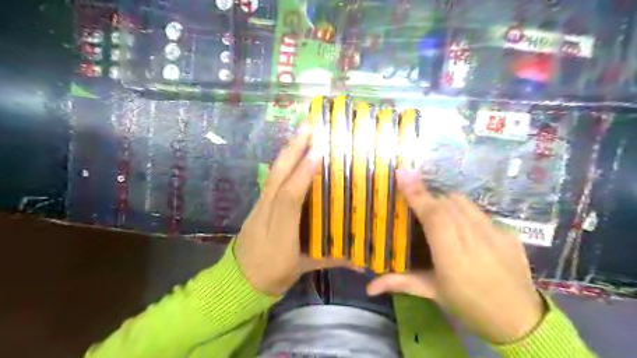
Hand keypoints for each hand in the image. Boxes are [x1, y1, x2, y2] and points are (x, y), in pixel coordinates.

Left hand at [233, 122, 355, 293]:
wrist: (239, 279)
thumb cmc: (273, 274)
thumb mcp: (302, 268)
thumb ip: (330, 259)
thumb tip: (360, 261)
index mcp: (280, 231)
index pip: (289, 198)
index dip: (302, 176)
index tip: (317, 152)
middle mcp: (267, 212)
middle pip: (278, 177)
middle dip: (292, 149)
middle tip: (309, 126)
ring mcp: (260, 205)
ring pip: (273, 173)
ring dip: (287, 150)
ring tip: (302, 131)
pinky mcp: (259, 203)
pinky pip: (271, 178)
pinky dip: (282, 161)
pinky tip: (292, 150)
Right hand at [372, 169, 544, 342]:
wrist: (520, 319)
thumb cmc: (468, 305)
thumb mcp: (432, 292)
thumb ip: (400, 282)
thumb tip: (369, 288)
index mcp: (452, 257)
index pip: (434, 215)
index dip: (417, 194)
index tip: (403, 174)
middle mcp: (475, 239)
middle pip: (446, 203)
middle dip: (429, 200)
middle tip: (419, 209)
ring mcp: (496, 233)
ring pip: (463, 202)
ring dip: (446, 203)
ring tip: (440, 217)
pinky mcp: (509, 232)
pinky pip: (479, 211)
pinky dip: (465, 212)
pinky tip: (464, 229)